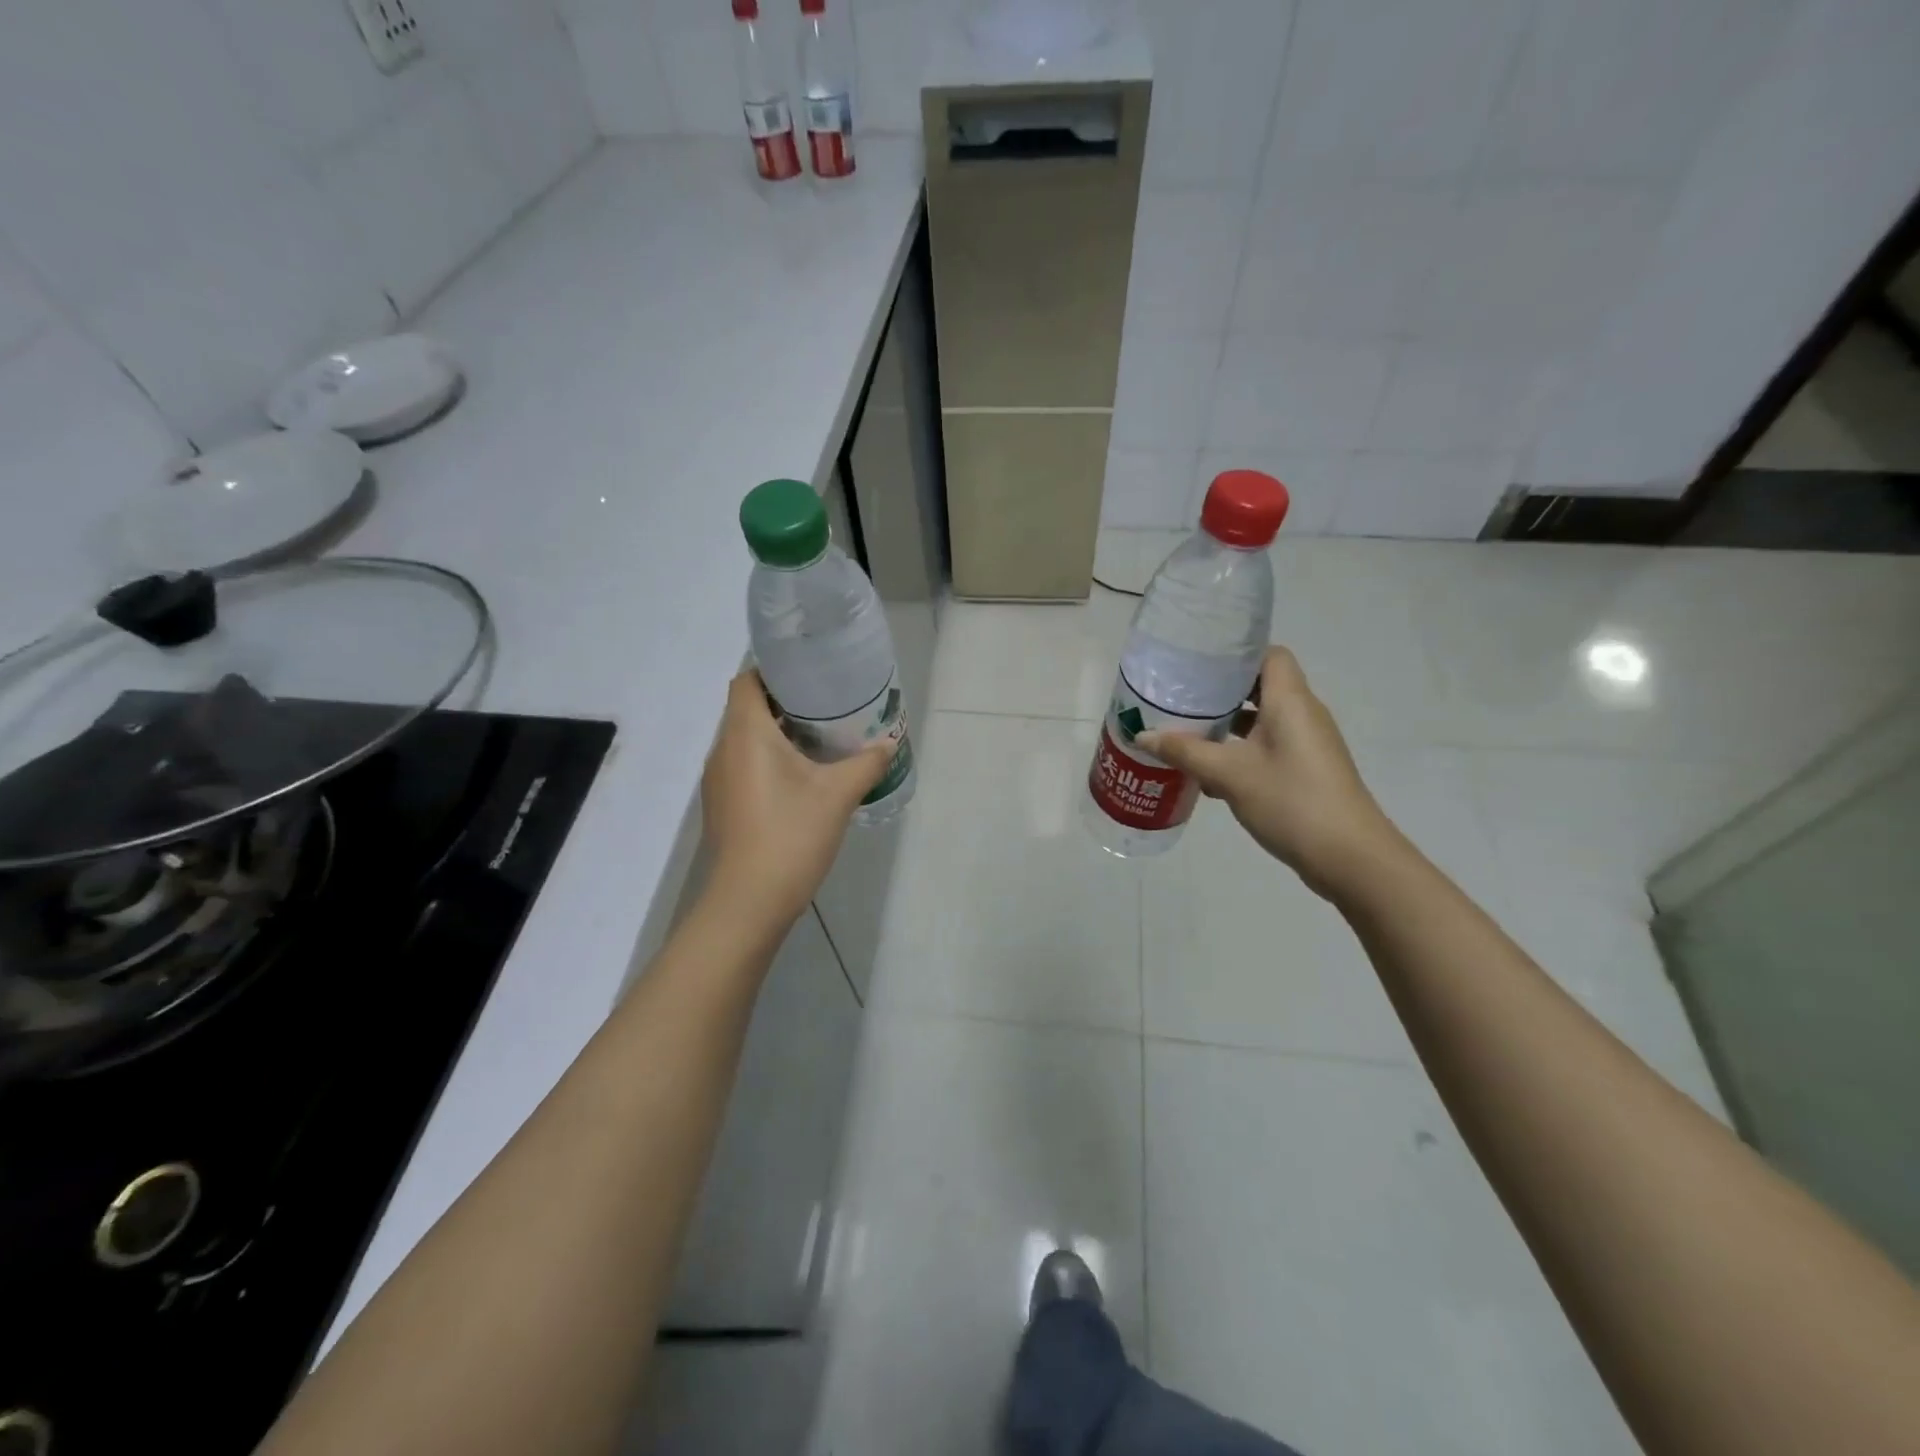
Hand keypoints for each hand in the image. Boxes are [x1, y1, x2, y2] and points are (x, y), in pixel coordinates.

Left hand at [700, 669, 894, 929]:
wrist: (749, 902)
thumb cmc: (791, 834)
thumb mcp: (838, 795)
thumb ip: (866, 763)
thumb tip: (889, 742)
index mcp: (745, 733)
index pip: (747, 681)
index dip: (773, 670)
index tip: (809, 673)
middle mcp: (723, 749)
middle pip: (746, 708)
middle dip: (783, 701)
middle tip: (826, 704)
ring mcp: (718, 780)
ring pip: (744, 739)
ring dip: (776, 732)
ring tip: (818, 737)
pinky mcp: (723, 805)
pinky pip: (743, 765)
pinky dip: (767, 759)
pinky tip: (800, 777)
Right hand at [1138, 647, 1399, 898]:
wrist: (1349, 857)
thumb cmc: (1291, 800)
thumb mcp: (1229, 774)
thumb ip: (1184, 751)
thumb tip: (1142, 735)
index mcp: (1290, 701)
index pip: (1269, 655)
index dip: (1237, 655)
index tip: (1198, 664)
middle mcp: (1302, 714)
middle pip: (1260, 687)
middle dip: (1219, 692)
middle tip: (1179, 697)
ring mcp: (1306, 744)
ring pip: (1261, 721)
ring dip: (1226, 726)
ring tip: (1185, 732)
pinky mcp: (1305, 770)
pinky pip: (1267, 747)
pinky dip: (1239, 752)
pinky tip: (1208, 772)